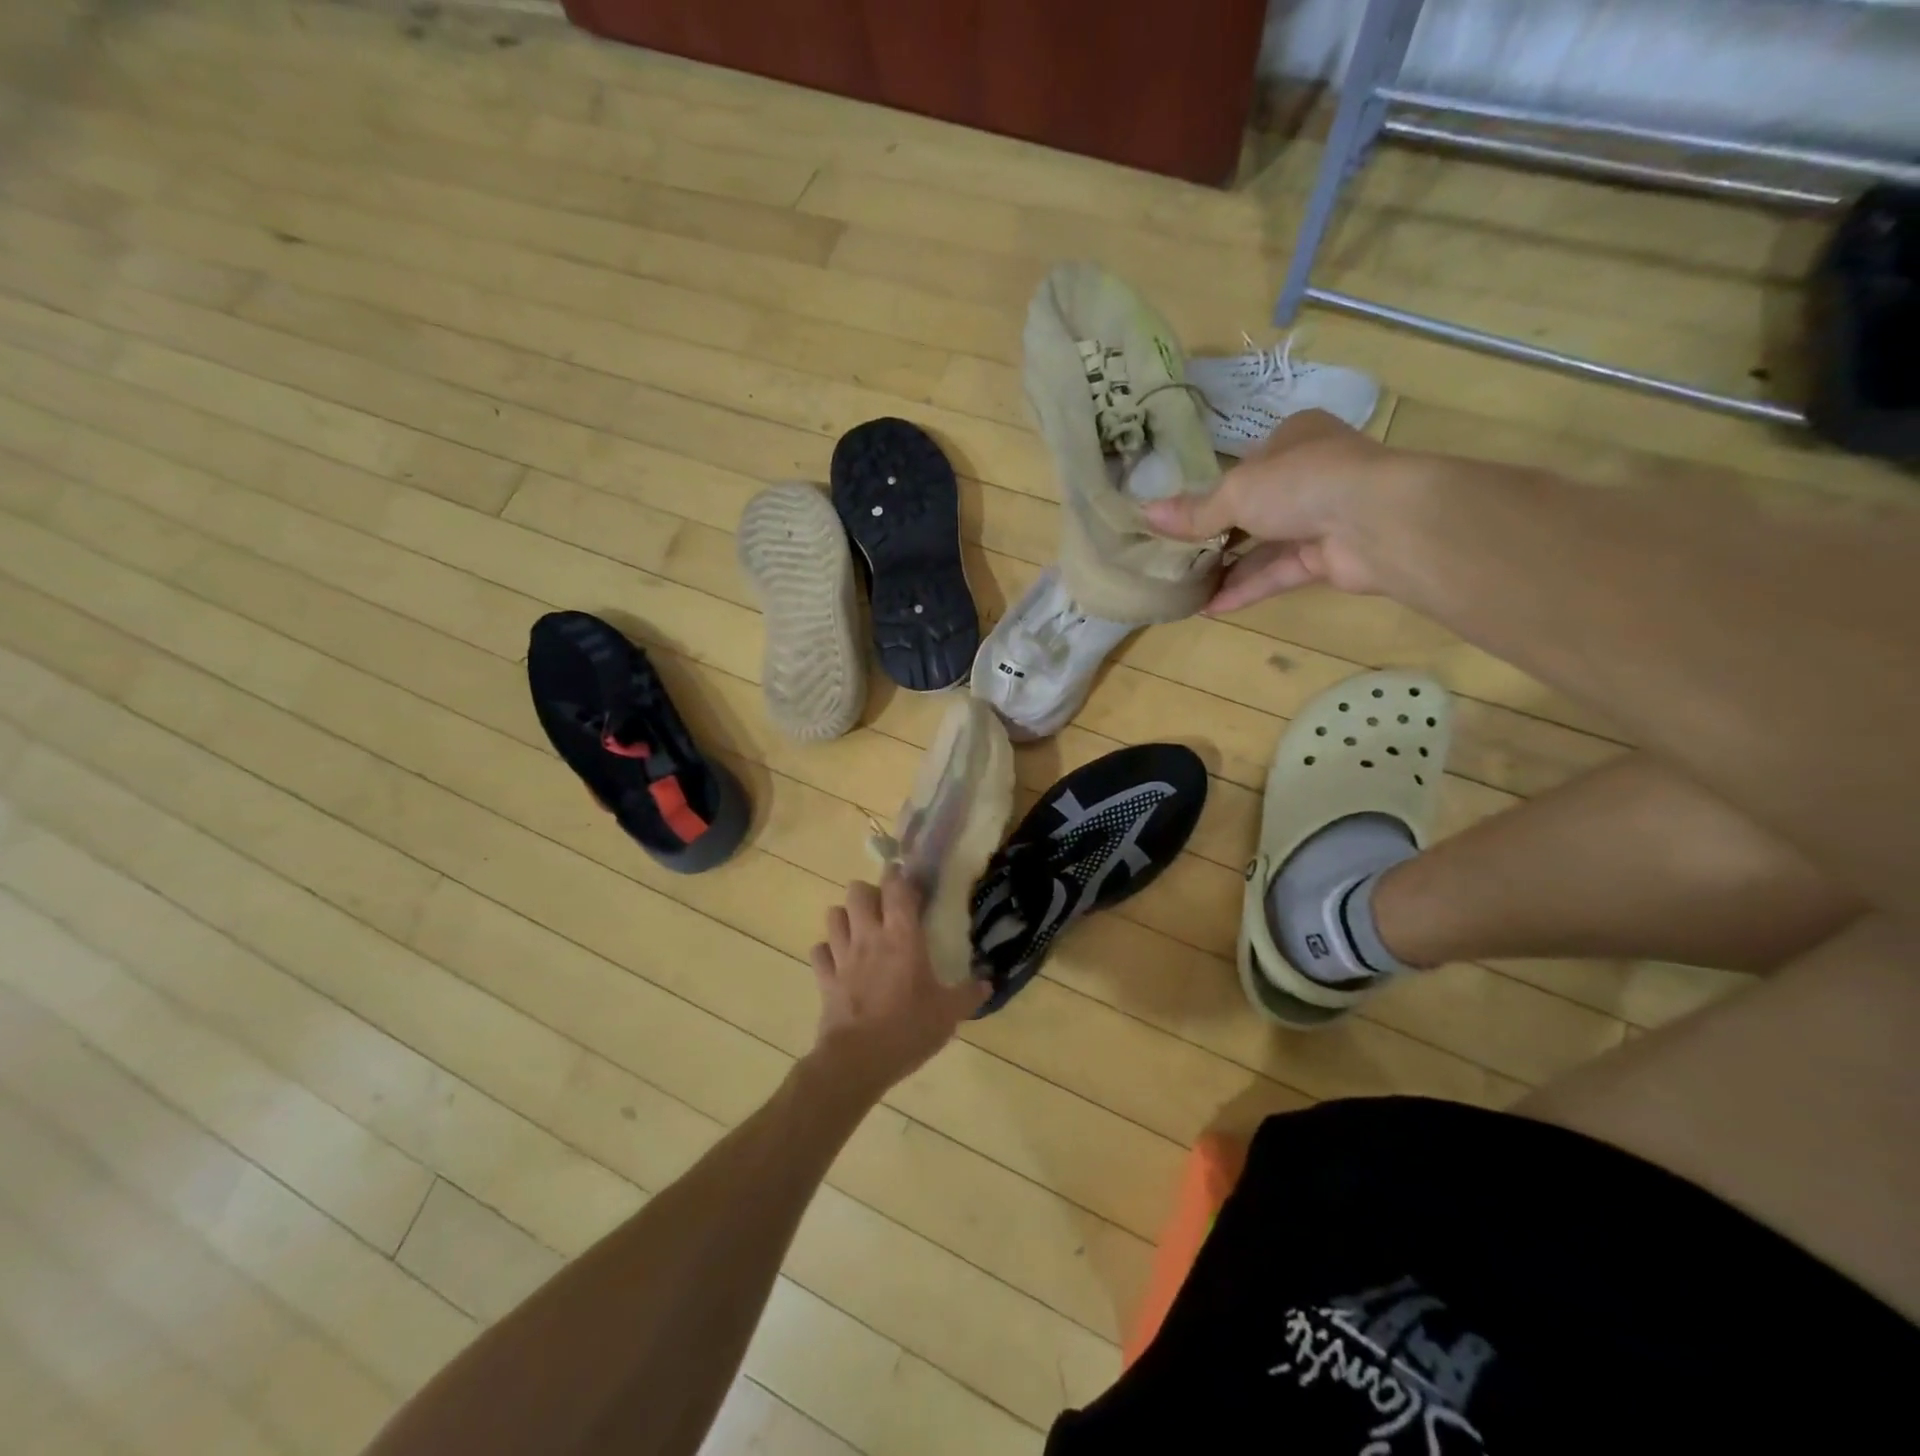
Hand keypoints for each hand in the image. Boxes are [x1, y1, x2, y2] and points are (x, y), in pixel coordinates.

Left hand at [808, 867, 987, 1097]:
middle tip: (885, 908)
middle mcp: (869, 937)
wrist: (857, 1061)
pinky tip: (840, 961)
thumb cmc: (908, 1029)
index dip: (900, 876)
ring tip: (861, 930)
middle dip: (869, 892)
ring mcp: (842, 956)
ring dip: (846, 917)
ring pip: (834, 915)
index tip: (908, 879)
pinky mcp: (824, 978)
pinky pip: (819, 951)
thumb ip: (968, 995)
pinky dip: (827, 951)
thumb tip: (988, 983)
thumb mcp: (948, 1014)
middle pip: (857, 891)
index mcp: (902, 937)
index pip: (896, 888)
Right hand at [1144, 409, 1403, 611]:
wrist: (1376, 521)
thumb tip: (1145, 515)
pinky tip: (1210, 606)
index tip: (1180, 514)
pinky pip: (1278, 573)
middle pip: (1254, 507)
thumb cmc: (1302, 482)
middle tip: (1175, 555)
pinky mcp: (1328, 558)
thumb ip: (1194, 511)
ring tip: (1184, 586)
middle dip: (1216, 534)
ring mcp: (1322, 518)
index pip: (1248, 463)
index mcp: (1294, 439)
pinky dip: (1246, 588)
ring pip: (1265, 544)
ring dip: (1227, 567)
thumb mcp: (1236, 491)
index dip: (1214, 487)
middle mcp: (1310, 475)